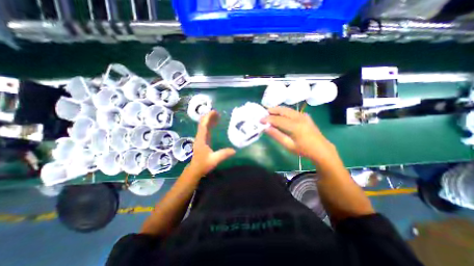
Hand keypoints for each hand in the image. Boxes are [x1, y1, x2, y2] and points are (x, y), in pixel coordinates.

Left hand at [188, 110, 234, 175]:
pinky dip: (210, 125)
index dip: (208, 117)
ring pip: (204, 126)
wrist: (195, 169)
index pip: (203, 125)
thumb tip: (234, 150)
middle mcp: (200, 136)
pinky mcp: (203, 140)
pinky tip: (215, 124)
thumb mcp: (214, 160)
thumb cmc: (203, 164)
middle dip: (209, 117)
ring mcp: (201, 138)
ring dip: (209, 120)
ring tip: (217, 116)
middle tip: (218, 113)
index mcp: (201, 139)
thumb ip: (223, 154)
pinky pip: (205, 129)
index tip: (214, 112)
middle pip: (203, 123)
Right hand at [263, 106, 335, 161]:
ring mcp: (303, 116)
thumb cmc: (303, 150)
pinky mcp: (305, 116)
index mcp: (295, 126)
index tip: (260, 120)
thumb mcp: (288, 145)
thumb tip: (266, 128)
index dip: (267, 119)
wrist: (321, 149)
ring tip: (270, 112)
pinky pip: (292, 111)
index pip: (277, 120)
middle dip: (272, 110)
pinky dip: (284, 111)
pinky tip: (280, 115)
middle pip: (283, 110)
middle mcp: (299, 118)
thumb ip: (276, 135)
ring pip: (288, 109)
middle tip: (264, 113)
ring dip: (278, 110)